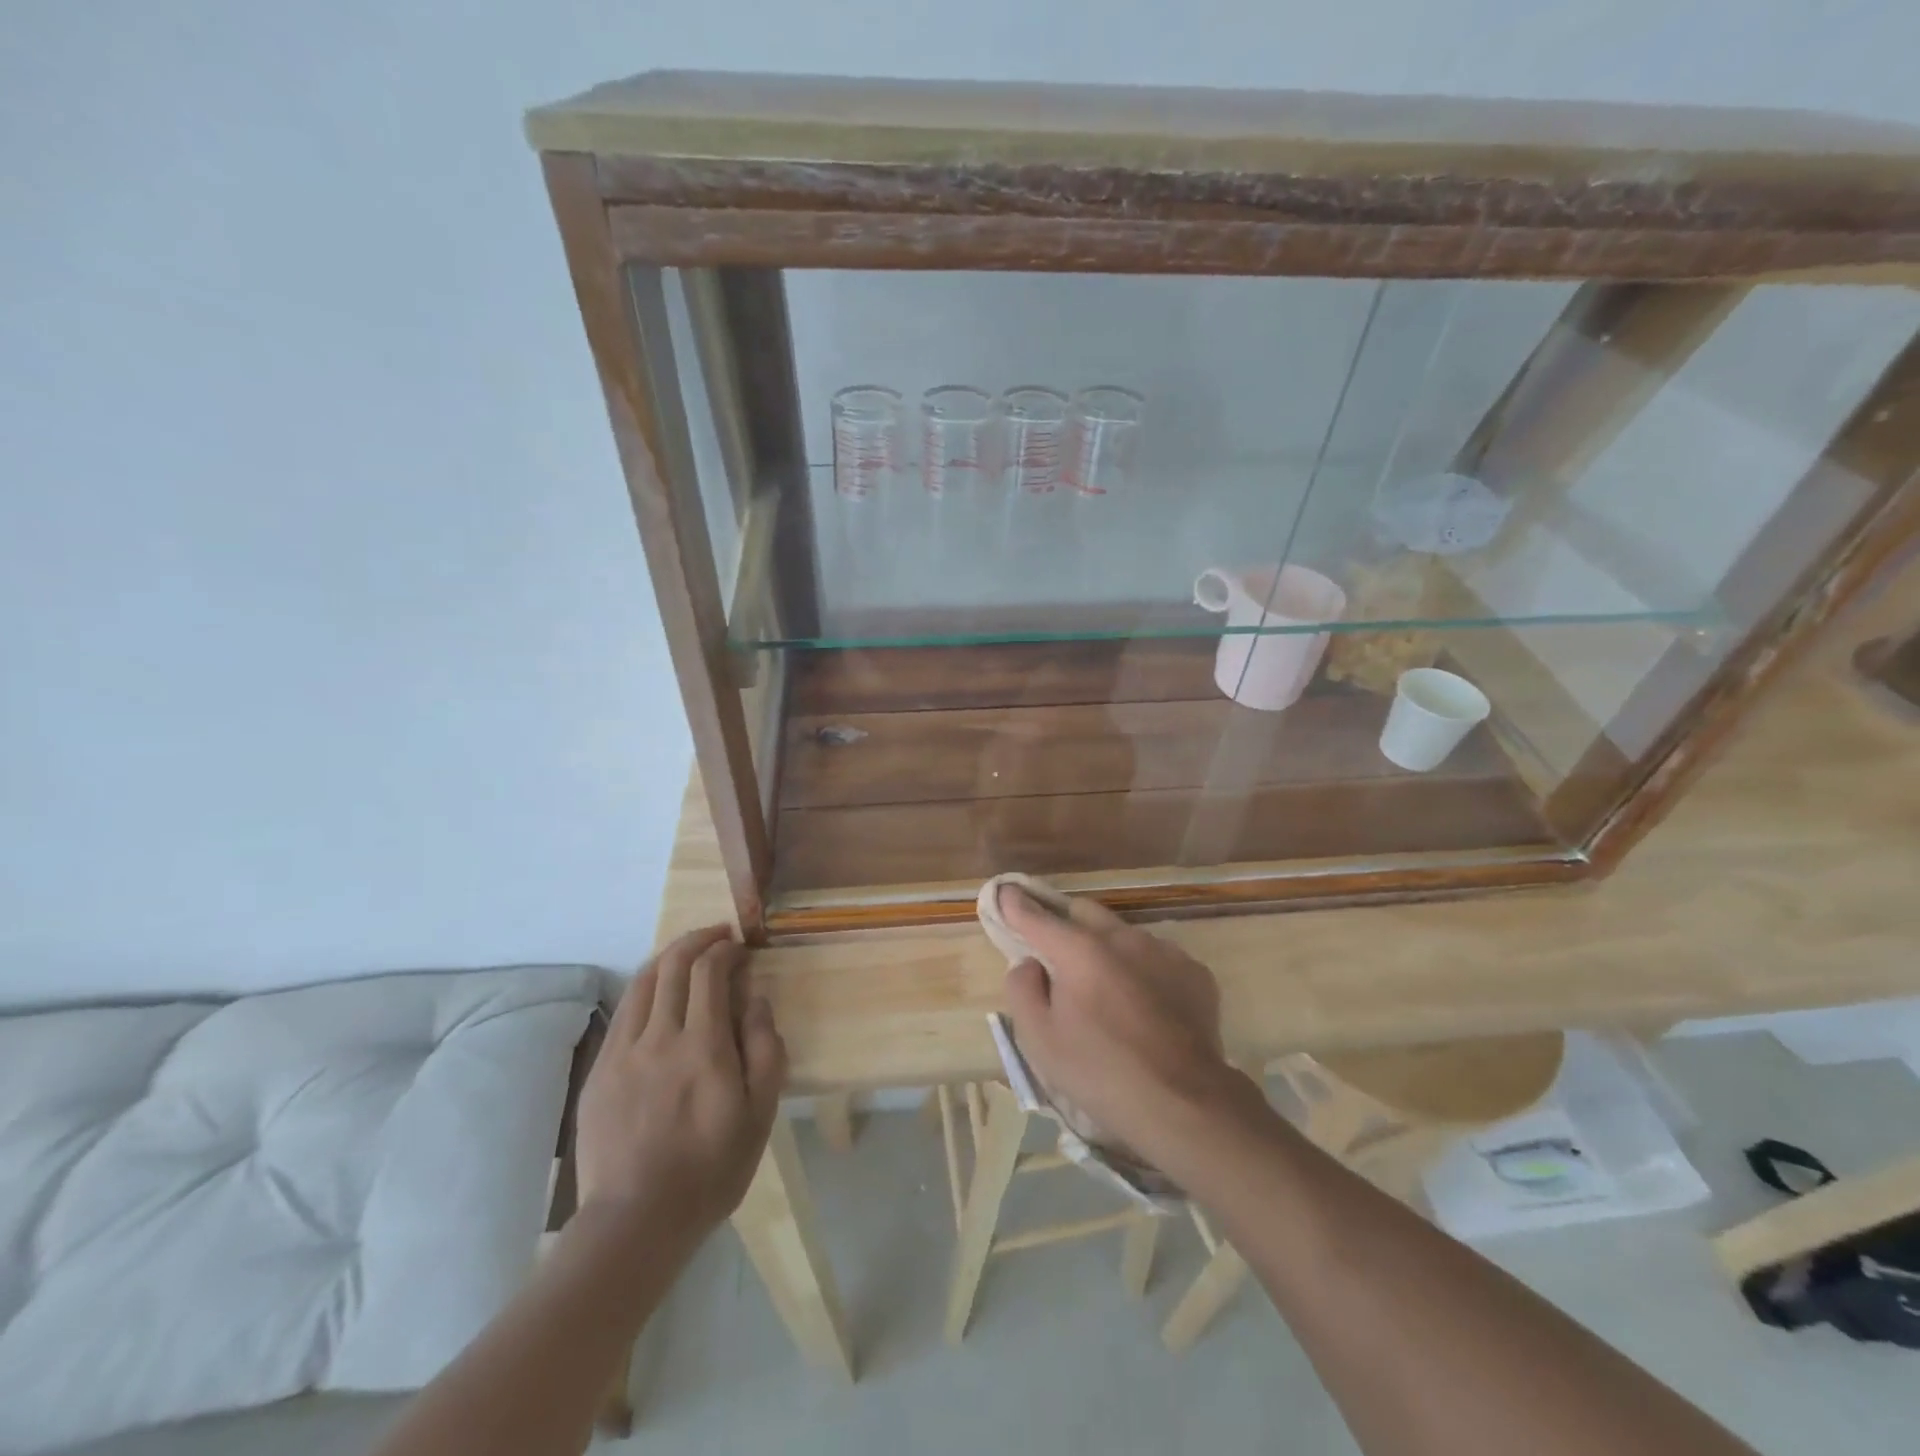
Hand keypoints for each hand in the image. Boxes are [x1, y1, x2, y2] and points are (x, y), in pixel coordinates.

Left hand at [575, 926, 786, 1246]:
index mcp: (703, 1045)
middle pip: (672, 964)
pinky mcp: (599, 1072)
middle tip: (717, 936)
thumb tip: (756, 999)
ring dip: (668, 958)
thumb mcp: (760, 1114)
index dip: (725, 948)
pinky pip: (623, 1013)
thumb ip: (764, 1049)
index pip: (709, 971)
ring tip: (687, 956)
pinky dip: (644, 990)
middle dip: (697, 940)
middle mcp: (659, 1037)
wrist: (635, 1221)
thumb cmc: (711, 1169)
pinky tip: (657, 997)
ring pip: (642, 982)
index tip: (740, 946)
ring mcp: (622, 1053)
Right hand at [1000, 887, 1247, 1168]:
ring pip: (1123, 934)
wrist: (1184, 1104)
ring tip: (1107, 991)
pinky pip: (1157, 958)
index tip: (1005, 893)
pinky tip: (1145, 1007)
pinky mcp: (1194, 971)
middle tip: (1058, 956)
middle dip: (1065, 924)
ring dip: (1107, 949)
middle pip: (1084, 912)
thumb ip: (1022, 989)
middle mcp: (1122, 937)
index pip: (1037, 917)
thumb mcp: (1039, 1040)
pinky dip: (1143, 971)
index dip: (1016, 904)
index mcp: (1079, 950)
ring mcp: (1164, 951)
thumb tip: (1029, 963)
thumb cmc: (1100, 1073)